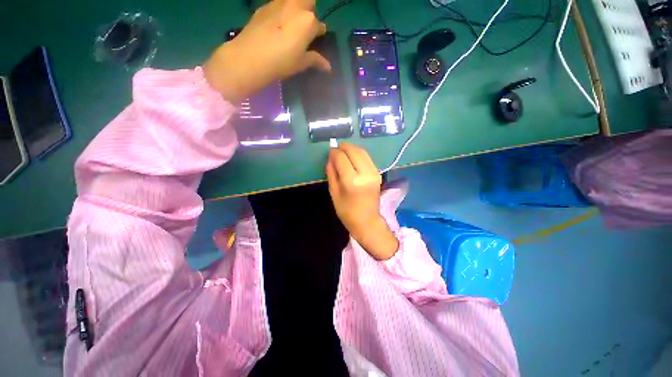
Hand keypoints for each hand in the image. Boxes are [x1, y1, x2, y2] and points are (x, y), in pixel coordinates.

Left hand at [203, 0, 329, 102]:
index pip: (320, 25)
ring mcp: (278, 3)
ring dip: (295, 8)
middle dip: (309, 10)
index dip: (320, 33)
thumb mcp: (302, 63)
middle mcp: (296, 6)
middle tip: (304, 26)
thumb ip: (316, 60)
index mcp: (308, 21)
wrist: (252, 56)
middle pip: (308, 1)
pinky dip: (280, 11)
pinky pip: (277, 4)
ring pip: (292, 0)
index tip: (317, 38)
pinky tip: (275, 25)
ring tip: (290, 24)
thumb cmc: (283, 61)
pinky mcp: (264, 6)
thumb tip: (329, 67)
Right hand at [326, 143, 398, 260]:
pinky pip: (368, 158)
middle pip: (354, 151)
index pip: (342, 158)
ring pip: (363, 152)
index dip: (334, 152)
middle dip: (344, 147)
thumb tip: (330, 158)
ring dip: (352, 148)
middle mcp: (365, 174)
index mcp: (352, 181)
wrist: (367, 220)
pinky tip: (353, 157)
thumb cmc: (347, 210)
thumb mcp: (334, 192)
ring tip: (344, 151)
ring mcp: (374, 173)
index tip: (330, 151)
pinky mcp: (378, 173)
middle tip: (336, 148)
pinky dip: (359, 154)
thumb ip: (331, 173)